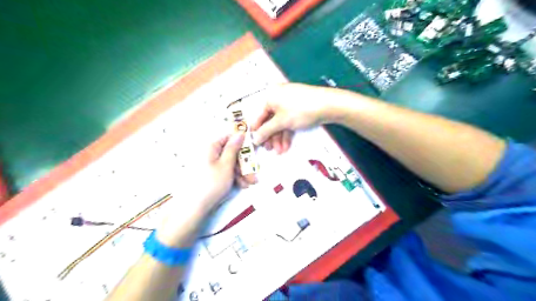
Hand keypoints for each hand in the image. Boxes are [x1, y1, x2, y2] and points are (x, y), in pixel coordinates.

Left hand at [155, 133, 246, 247]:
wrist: (196, 206)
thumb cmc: (212, 183)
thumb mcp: (226, 164)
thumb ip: (233, 148)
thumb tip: (240, 133)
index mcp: (212, 147)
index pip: (229, 137)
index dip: (242, 142)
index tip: (252, 149)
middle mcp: (211, 153)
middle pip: (232, 152)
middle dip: (244, 163)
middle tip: (253, 173)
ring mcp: (211, 164)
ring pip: (231, 163)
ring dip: (242, 172)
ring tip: (248, 183)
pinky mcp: (212, 174)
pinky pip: (226, 170)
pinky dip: (235, 177)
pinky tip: (242, 185)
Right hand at [250, 82, 333, 151]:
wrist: (328, 105)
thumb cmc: (300, 110)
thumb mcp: (281, 122)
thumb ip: (266, 131)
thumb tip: (254, 139)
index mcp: (271, 96)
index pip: (260, 116)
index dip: (257, 131)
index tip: (255, 143)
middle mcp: (278, 98)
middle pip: (271, 121)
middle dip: (271, 137)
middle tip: (269, 150)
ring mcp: (289, 103)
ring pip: (280, 123)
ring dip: (279, 138)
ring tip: (280, 151)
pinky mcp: (299, 109)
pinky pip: (289, 121)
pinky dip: (287, 133)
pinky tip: (286, 145)